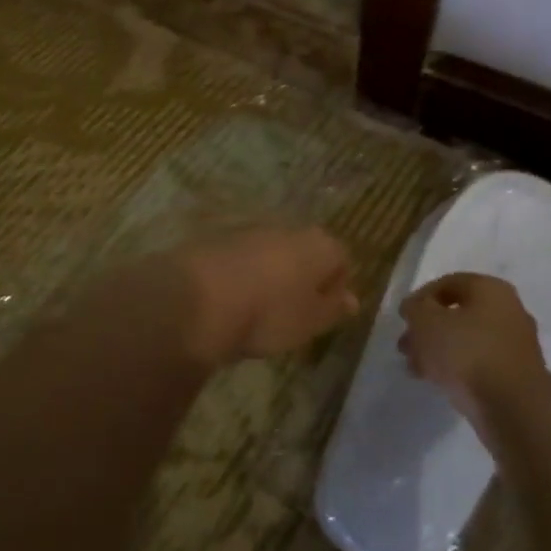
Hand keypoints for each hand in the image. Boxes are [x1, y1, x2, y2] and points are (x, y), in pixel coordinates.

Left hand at [174, 225, 358, 365]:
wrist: (197, 298)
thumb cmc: (268, 313)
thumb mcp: (309, 322)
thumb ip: (333, 309)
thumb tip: (352, 299)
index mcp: (318, 245)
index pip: (341, 258)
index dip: (336, 285)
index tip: (324, 313)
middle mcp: (287, 228)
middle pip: (305, 250)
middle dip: (302, 276)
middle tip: (292, 311)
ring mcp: (248, 229)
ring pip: (270, 252)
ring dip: (269, 274)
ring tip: (257, 308)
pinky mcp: (215, 238)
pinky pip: (239, 256)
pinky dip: (240, 273)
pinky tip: (230, 299)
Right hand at [399, 272, 547, 428]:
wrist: (513, 408)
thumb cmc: (467, 353)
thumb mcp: (426, 323)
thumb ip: (415, 309)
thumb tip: (415, 307)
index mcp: (491, 289)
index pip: (448, 283)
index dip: (420, 298)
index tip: (402, 318)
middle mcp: (509, 310)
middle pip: (458, 314)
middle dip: (427, 329)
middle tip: (405, 346)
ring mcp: (516, 344)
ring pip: (467, 340)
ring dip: (438, 350)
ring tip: (415, 368)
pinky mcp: (517, 375)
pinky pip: (480, 363)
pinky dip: (457, 368)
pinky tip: (436, 382)